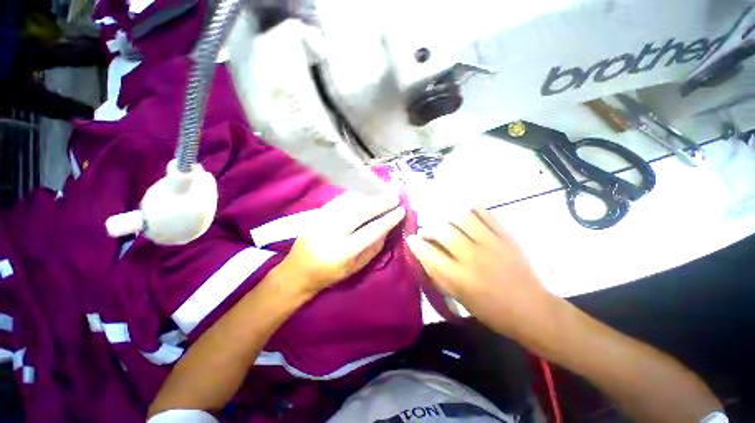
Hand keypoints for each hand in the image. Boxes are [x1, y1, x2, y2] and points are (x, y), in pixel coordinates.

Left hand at [279, 192, 405, 295]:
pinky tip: (365, 192)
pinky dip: (354, 194)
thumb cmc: (330, 274)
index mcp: (342, 252)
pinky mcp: (315, 214)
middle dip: (380, 202)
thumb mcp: (356, 268)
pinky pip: (338, 200)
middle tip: (394, 196)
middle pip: (360, 211)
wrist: (298, 271)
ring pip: (349, 202)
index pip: (371, 231)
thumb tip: (387, 227)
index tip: (401, 210)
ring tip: (382, 191)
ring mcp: (321, 221)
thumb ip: (373, 247)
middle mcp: (331, 233)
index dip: (388, 219)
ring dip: (368, 195)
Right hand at [407, 207, 551, 335]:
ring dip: (448, 218)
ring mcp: (491, 243)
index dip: (416, 243)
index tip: (411, 238)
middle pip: (443, 231)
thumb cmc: (490, 310)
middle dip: (430, 229)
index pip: (429, 253)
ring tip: (447, 224)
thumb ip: (438, 274)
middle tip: (429, 232)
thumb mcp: (458, 298)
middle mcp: (472, 256)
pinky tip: (466, 214)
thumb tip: (423, 254)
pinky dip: (472, 210)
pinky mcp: (505, 236)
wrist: (531, 309)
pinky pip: (485, 214)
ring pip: (462, 217)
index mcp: (459, 277)